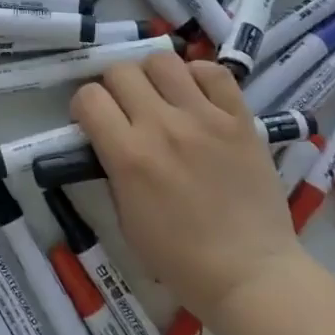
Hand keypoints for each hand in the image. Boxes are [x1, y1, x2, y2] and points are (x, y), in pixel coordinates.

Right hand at [71, 54, 304, 315]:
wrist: (250, 273)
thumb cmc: (180, 258)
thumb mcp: (125, 218)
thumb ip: (113, 169)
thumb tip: (109, 139)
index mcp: (128, 156)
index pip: (89, 97)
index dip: (85, 106)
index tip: (94, 122)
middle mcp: (162, 126)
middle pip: (121, 71)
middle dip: (114, 87)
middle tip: (126, 109)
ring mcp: (204, 118)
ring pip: (163, 61)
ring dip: (153, 76)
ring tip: (161, 97)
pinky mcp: (240, 119)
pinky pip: (213, 72)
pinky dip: (197, 76)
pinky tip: (195, 97)